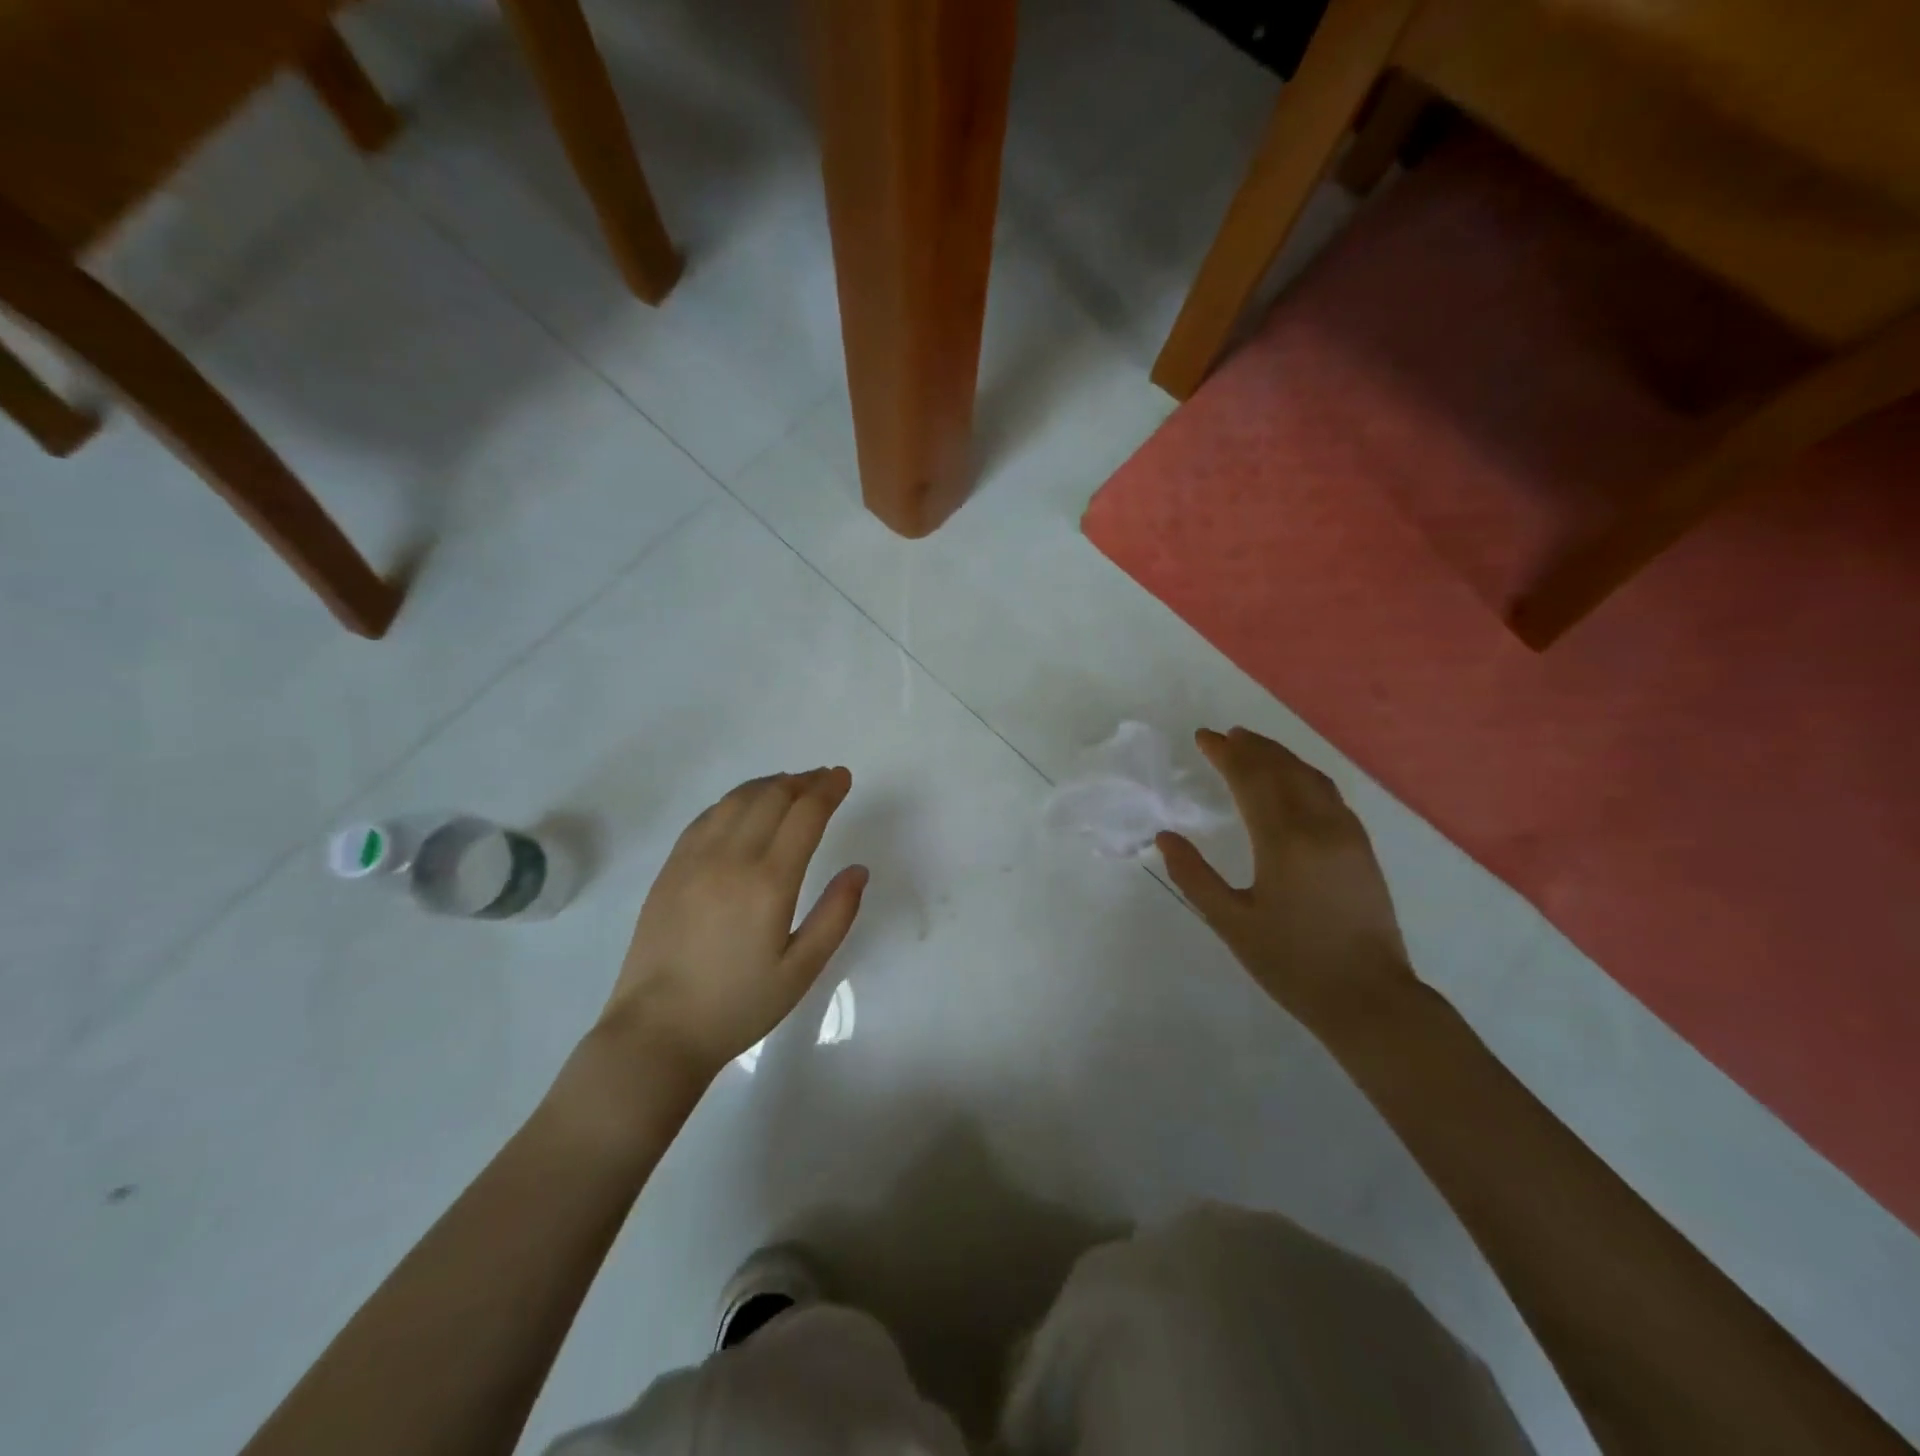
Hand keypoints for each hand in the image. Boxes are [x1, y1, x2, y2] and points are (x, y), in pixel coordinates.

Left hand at [601, 768, 866, 1080]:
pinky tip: (744, 807)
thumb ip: (835, 916)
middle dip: (804, 780)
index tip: (843, 777)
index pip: (805, 814)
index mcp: (769, 882)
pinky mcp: (670, 869)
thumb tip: (858, 870)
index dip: (828, 789)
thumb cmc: (738, 1006)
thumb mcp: (801, 971)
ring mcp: (694, 860)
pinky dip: (734, 801)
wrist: (657, 1031)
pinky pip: (707, 817)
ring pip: (737, 800)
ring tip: (791, 785)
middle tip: (824, 778)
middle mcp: (731, 858)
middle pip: (772, 796)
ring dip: (769, 784)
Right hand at [1157, 728, 1413, 1032]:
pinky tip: (1293, 781)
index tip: (1203, 737)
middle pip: (1283, 769)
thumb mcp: (1231, 924)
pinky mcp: (1362, 848)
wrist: (1370, 999)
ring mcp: (1347, 835)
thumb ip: (1194, 876)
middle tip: (1224, 735)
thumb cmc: (1292, 963)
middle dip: (1252, 747)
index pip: (1251, 779)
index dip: (1226, 754)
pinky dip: (1303, 775)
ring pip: (1311, 777)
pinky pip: (1329, 794)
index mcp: (1284, 842)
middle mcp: (1320, 826)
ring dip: (1280, 756)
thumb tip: (1166, 837)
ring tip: (1254, 746)